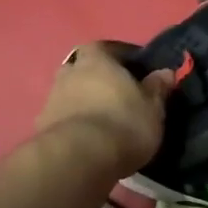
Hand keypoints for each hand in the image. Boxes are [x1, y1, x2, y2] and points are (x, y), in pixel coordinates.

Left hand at [36, 42, 174, 175]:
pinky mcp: (42, 126)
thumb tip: (165, 72)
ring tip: (104, 120)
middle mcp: (69, 72)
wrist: (80, 159)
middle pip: (84, 68)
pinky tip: (88, 139)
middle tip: (117, 95)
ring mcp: (51, 99)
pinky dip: (74, 123)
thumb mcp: (152, 107)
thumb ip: (157, 87)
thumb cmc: (123, 123)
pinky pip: (63, 118)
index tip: (136, 70)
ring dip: (84, 101)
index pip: (108, 47)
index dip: (122, 57)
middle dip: (98, 78)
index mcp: (96, 59)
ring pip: (71, 93)